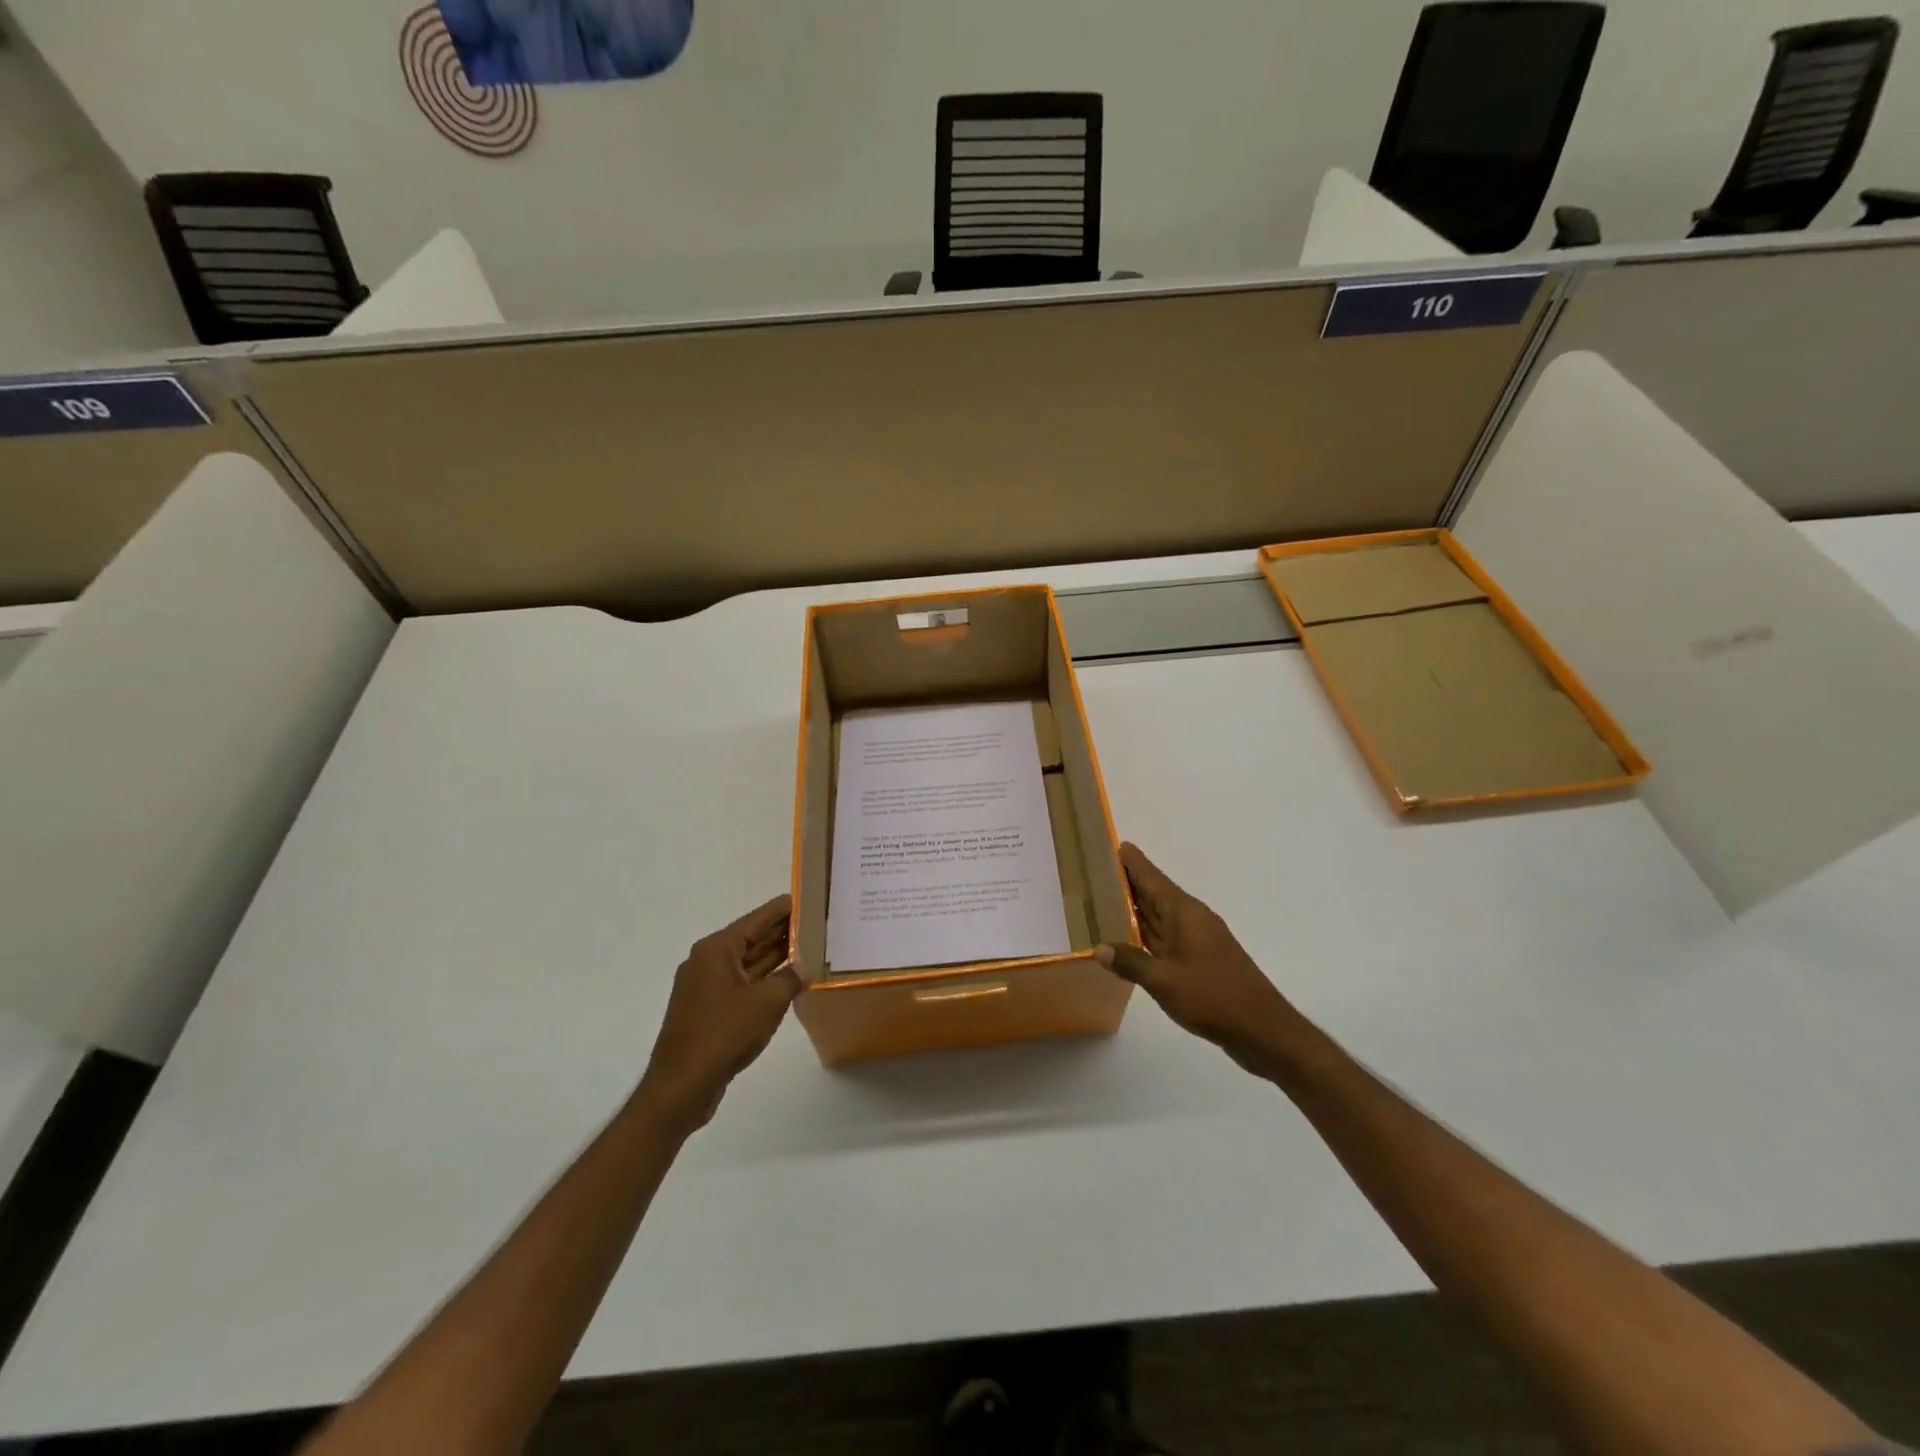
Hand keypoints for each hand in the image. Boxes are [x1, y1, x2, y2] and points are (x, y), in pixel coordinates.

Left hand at [641, 894, 799, 1128]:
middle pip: (752, 938)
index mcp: (717, 949)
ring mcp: (705, 986)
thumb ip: (791, 978)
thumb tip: (804, 969)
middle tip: (818, 924)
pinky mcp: (708, 1010)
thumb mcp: (768, 1001)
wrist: (681, 1086)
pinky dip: (765, 980)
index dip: (785, 908)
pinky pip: (742, 984)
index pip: (758, 918)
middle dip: (784, 932)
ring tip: (811, 949)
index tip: (811, 898)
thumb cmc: (724, 1033)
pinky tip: (789, 982)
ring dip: (776, 958)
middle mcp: (708, 960)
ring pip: (748, 963)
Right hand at [1096, 843, 1302, 1074]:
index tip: (1110, 844)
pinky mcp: (1201, 959)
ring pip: (1160, 916)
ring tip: (1102, 900)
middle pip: (1154, 893)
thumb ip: (1130, 962)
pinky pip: (1166, 936)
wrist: (1263, 1030)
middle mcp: (1191, 919)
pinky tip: (1128, 939)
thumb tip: (1099, 948)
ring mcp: (1198, 939)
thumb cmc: (1213, 997)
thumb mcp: (1164, 981)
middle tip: (1093, 872)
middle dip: (1127, 882)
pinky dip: (1146, 933)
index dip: (1131, 861)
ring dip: (1135, 908)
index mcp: (1184, 913)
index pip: (1151, 877)